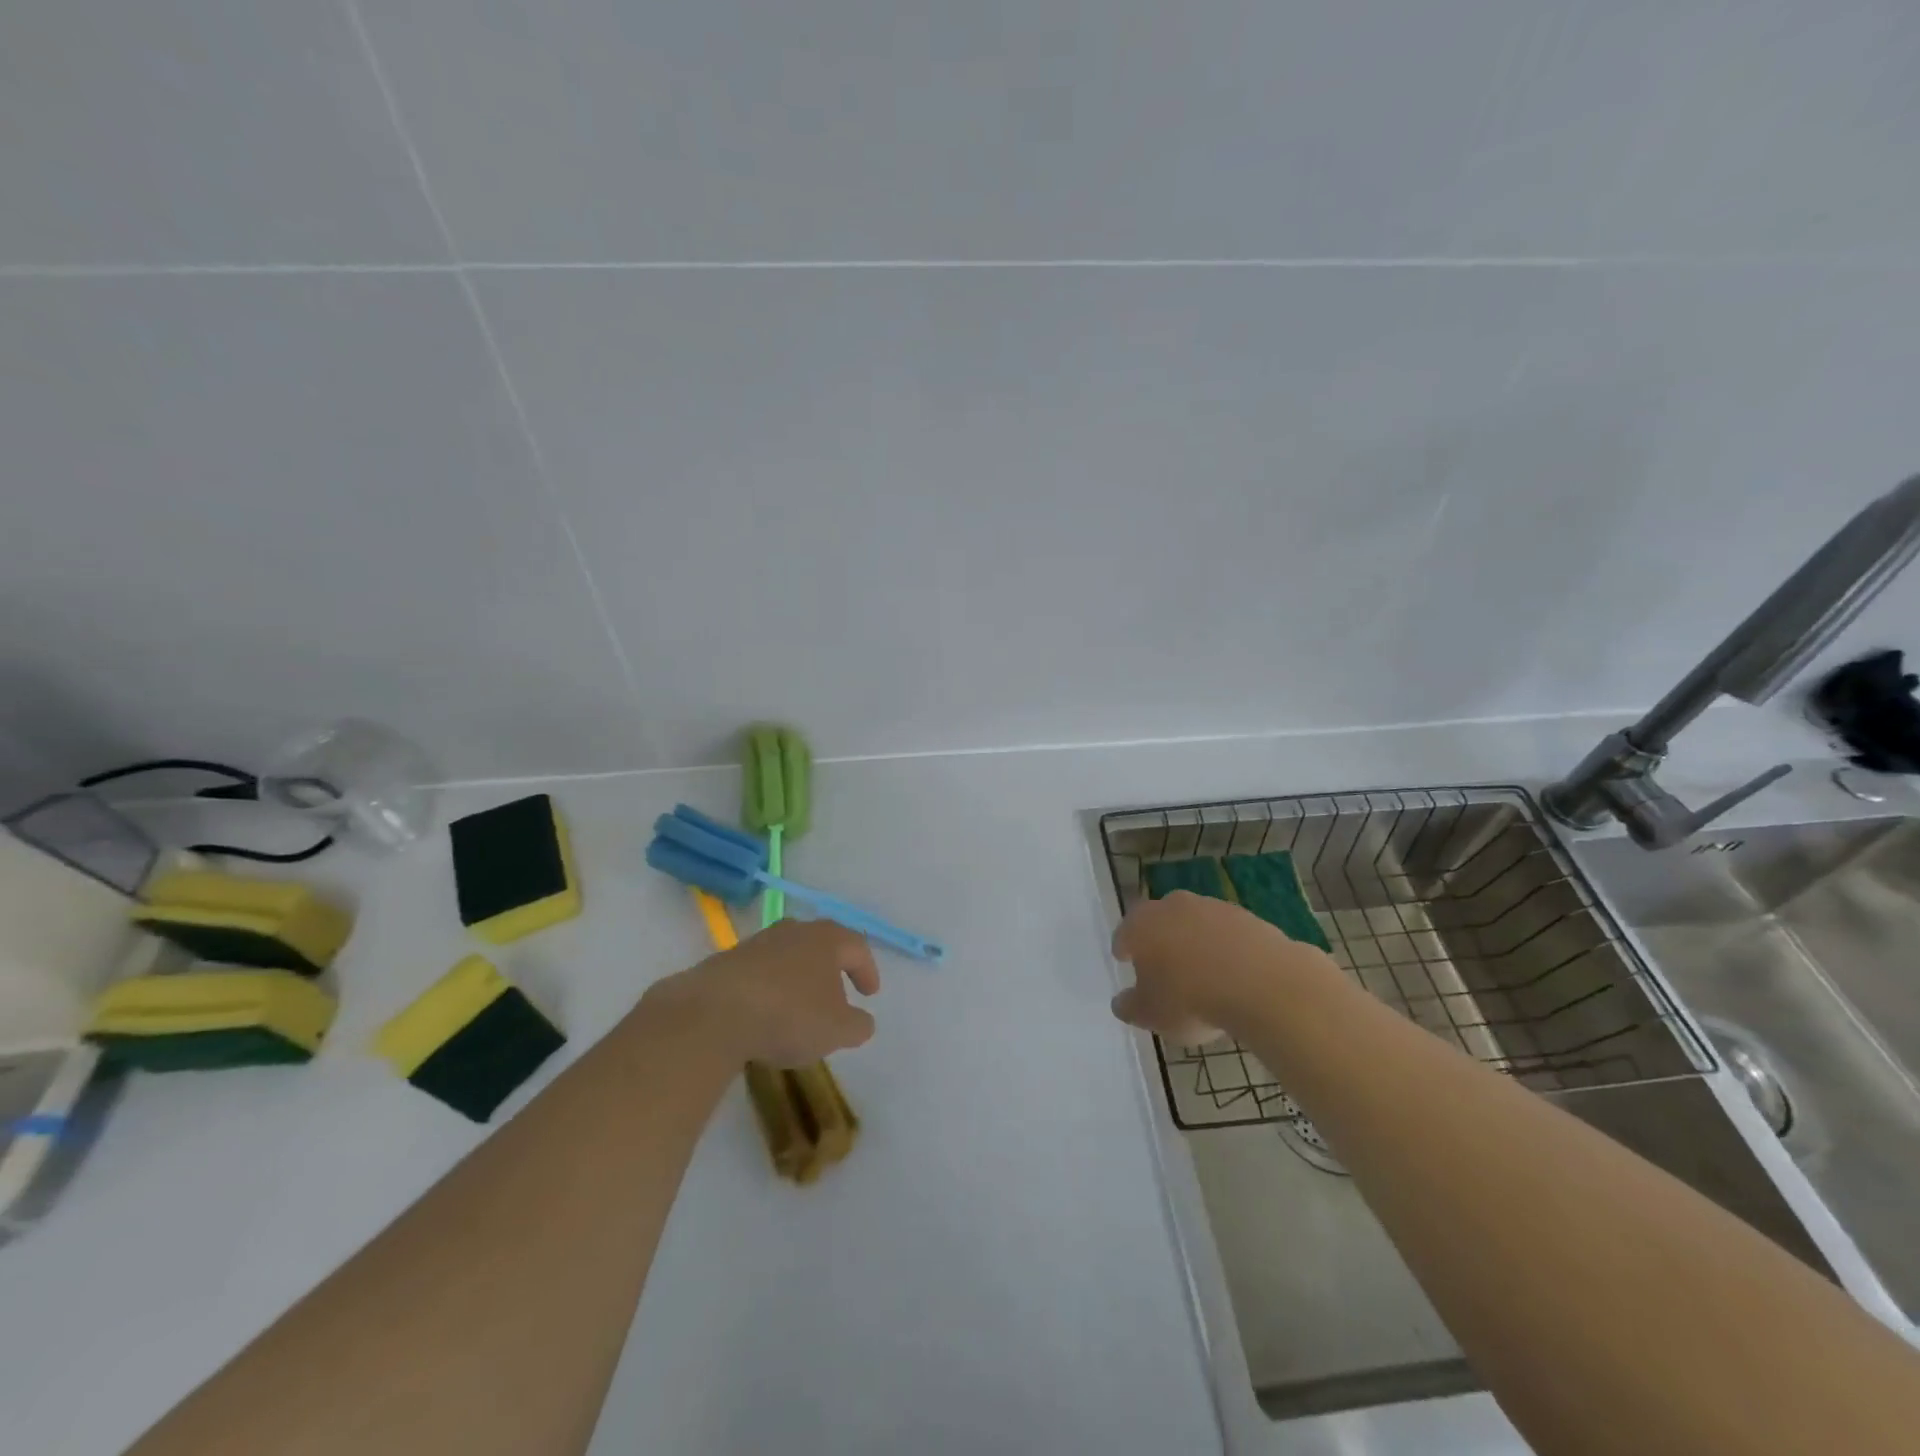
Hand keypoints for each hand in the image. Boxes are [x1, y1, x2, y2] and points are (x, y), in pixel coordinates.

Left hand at [644, 918, 880, 1065]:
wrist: (713, 1014)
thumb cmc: (789, 1015)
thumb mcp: (837, 1030)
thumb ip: (858, 1025)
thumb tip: (862, 1021)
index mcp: (826, 939)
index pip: (857, 947)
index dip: (867, 970)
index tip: (870, 994)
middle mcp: (793, 931)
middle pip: (820, 944)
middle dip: (831, 968)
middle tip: (837, 992)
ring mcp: (757, 943)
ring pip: (787, 956)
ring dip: (797, 978)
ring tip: (799, 1007)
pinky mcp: (726, 962)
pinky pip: (758, 973)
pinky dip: (768, 989)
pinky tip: (764, 1015)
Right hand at [1110, 891, 1332, 1042]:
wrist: (1262, 985)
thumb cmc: (1190, 999)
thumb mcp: (1150, 1015)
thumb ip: (1130, 1007)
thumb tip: (1122, 1002)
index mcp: (1142, 924)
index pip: (1125, 932)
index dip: (1124, 948)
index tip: (1125, 961)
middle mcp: (1174, 906)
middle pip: (1160, 920)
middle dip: (1159, 939)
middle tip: (1162, 966)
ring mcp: (1213, 907)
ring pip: (1196, 923)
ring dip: (1195, 942)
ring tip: (1202, 974)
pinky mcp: (1248, 917)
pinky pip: (1228, 934)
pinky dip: (1226, 949)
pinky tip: (1233, 975)